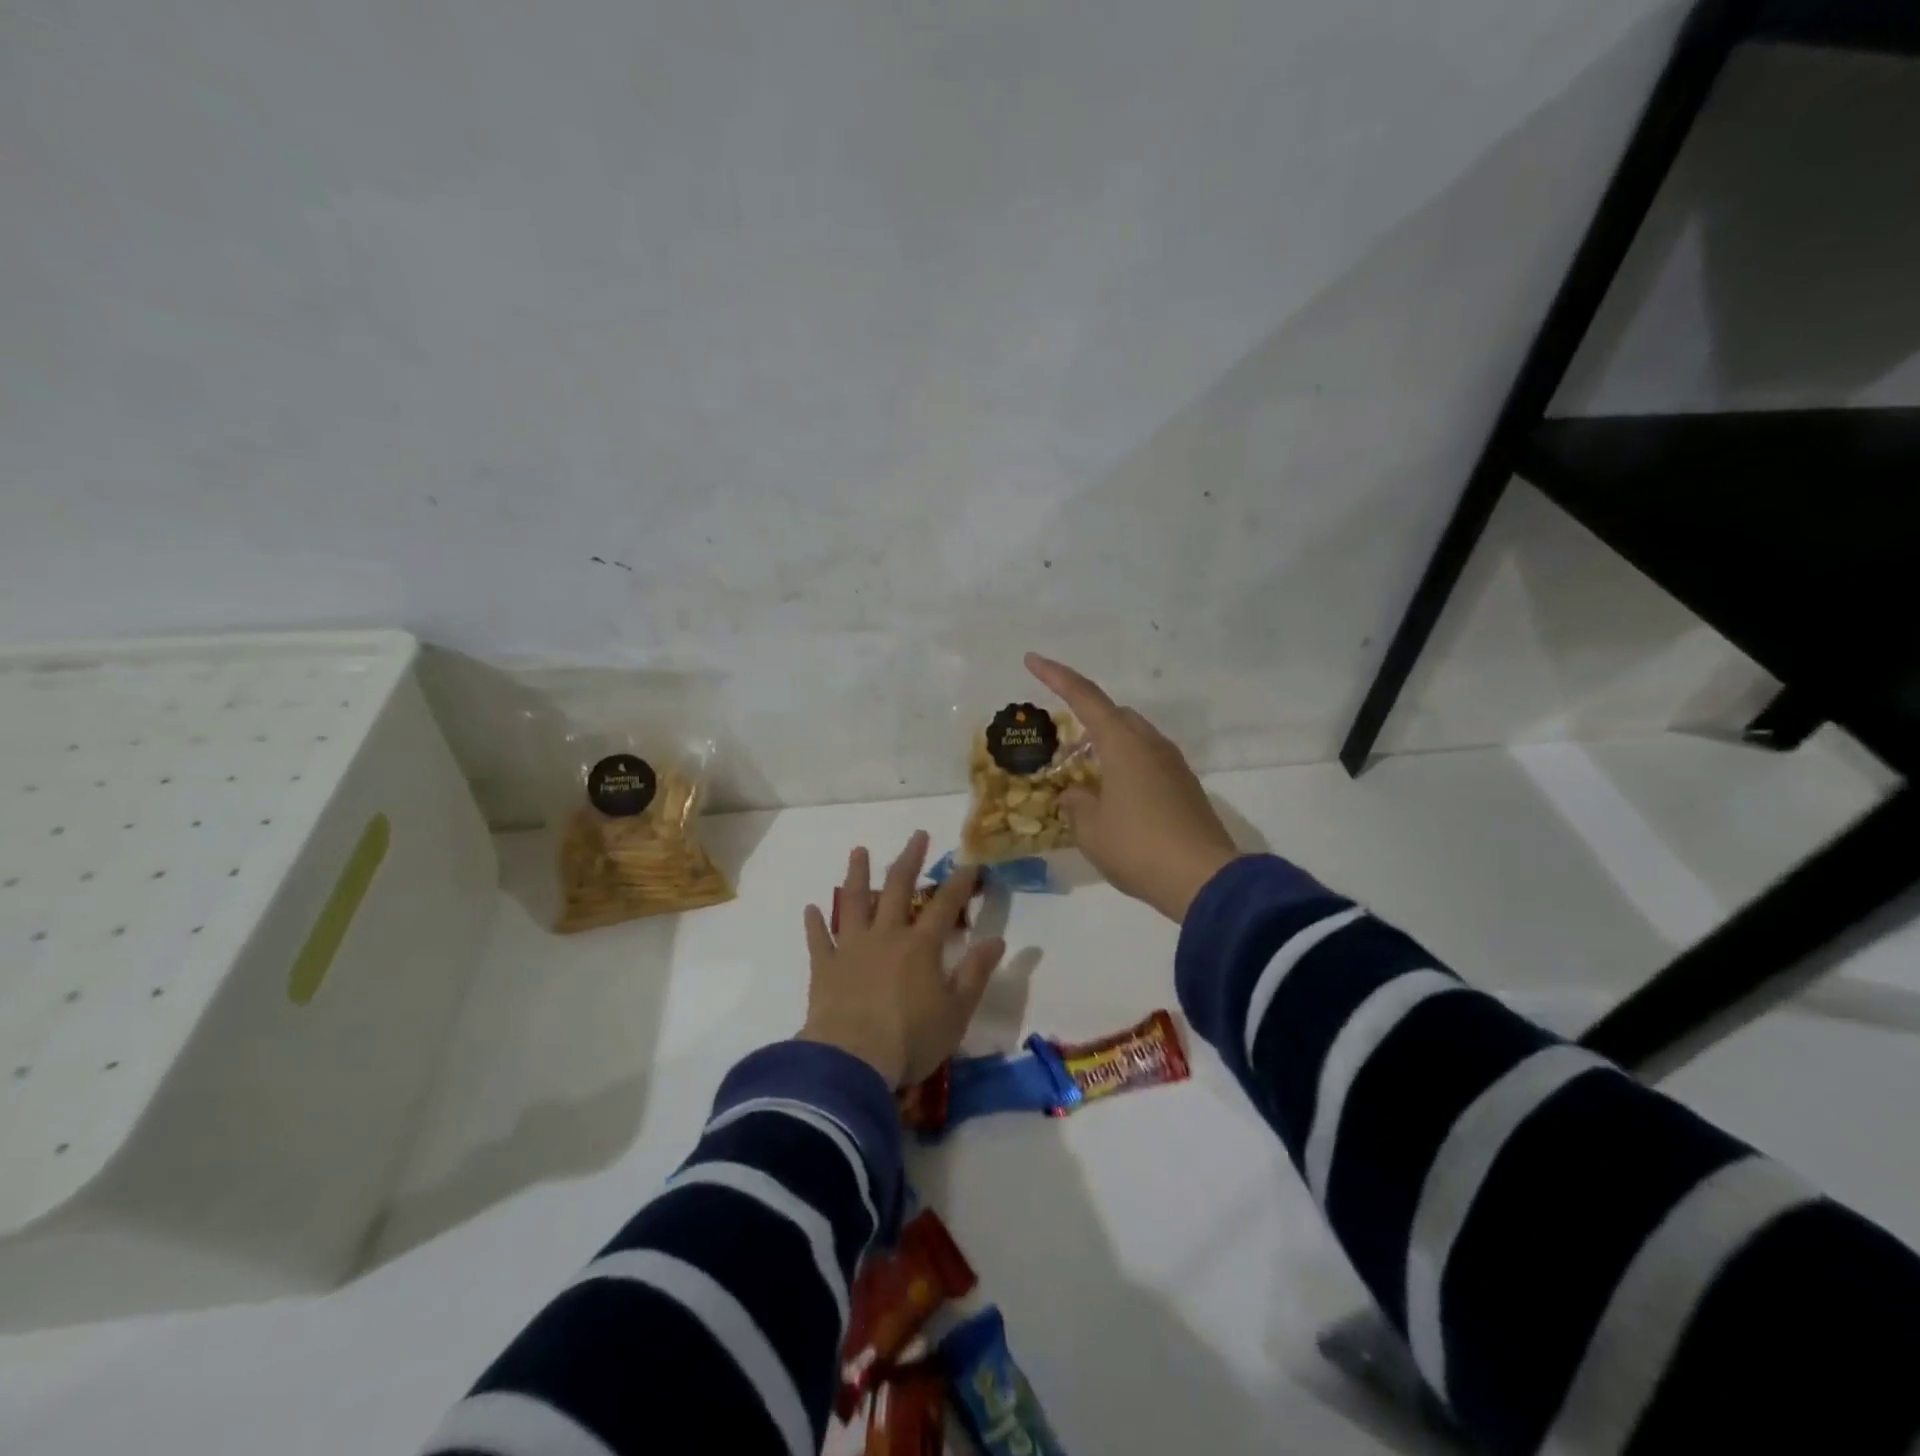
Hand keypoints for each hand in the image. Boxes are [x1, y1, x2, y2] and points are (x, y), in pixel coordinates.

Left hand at [800, 831, 1005, 1087]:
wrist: (851, 1061)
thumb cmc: (911, 1038)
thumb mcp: (956, 1012)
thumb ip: (975, 973)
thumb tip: (997, 939)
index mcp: (920, 946)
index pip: (944, 905)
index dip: (960, 883)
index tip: (970, 863)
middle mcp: (886, 936)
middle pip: (897, 889)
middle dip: (910, 860)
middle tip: (917, 835)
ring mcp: (851, 948)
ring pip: (854, 902)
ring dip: (857, 874)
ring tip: (859, 851)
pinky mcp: (824, 968)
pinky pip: (818, 939)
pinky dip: (815, 923)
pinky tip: (811, 908)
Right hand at [1025, 653, 1239, 921]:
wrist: (1204, 881)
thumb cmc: (1138, 847)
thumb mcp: (1090, 830)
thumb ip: (1076, 804)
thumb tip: (1075, 794)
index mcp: (1123, 744)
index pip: (1085, 697)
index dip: (1056, 676)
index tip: (1032, 659)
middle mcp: (1151, 744)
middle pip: (1115, 715)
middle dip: (1087, 720)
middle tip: (1064, 747)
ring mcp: (1174, 765)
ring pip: (1134, 739)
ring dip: (1108, 748)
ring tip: (1087, 780)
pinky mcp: (1186, 787)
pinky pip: (1149, 762)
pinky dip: (1127, 768)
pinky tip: (1116, 800)